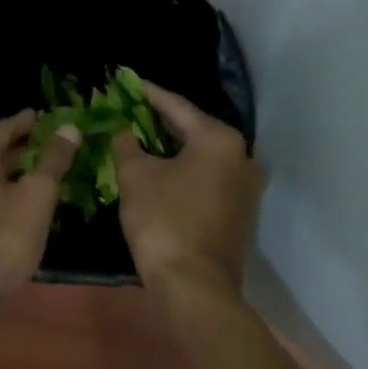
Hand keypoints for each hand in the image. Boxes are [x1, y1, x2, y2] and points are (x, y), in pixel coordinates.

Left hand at [0, 110, 78, 313]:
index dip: (23, 121)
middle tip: (45, 143)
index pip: (2, 130)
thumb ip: (53, 160)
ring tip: (33, 175)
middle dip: (18, 148)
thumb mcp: (37, 195)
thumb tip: (68, 126)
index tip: (39, 115)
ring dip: (8, 173)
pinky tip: (11, 207)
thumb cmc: (3, 237)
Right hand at [112, 83, 261, 304]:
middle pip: (194, 129)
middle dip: (161, 120)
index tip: (127, 81)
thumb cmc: (164, 222)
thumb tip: (121, 128)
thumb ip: (126, 143)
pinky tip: (162, 170)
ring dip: (173, 147)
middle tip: (131, 109)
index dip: (148, 93)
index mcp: (219, 139)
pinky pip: (208, 177)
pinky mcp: (241, 211)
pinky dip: (185, 170)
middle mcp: (241, 156)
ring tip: (142, 137)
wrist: (195, 287)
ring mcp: (245, 187)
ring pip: (202, 155)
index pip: (176, 106)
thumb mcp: (135, 176)